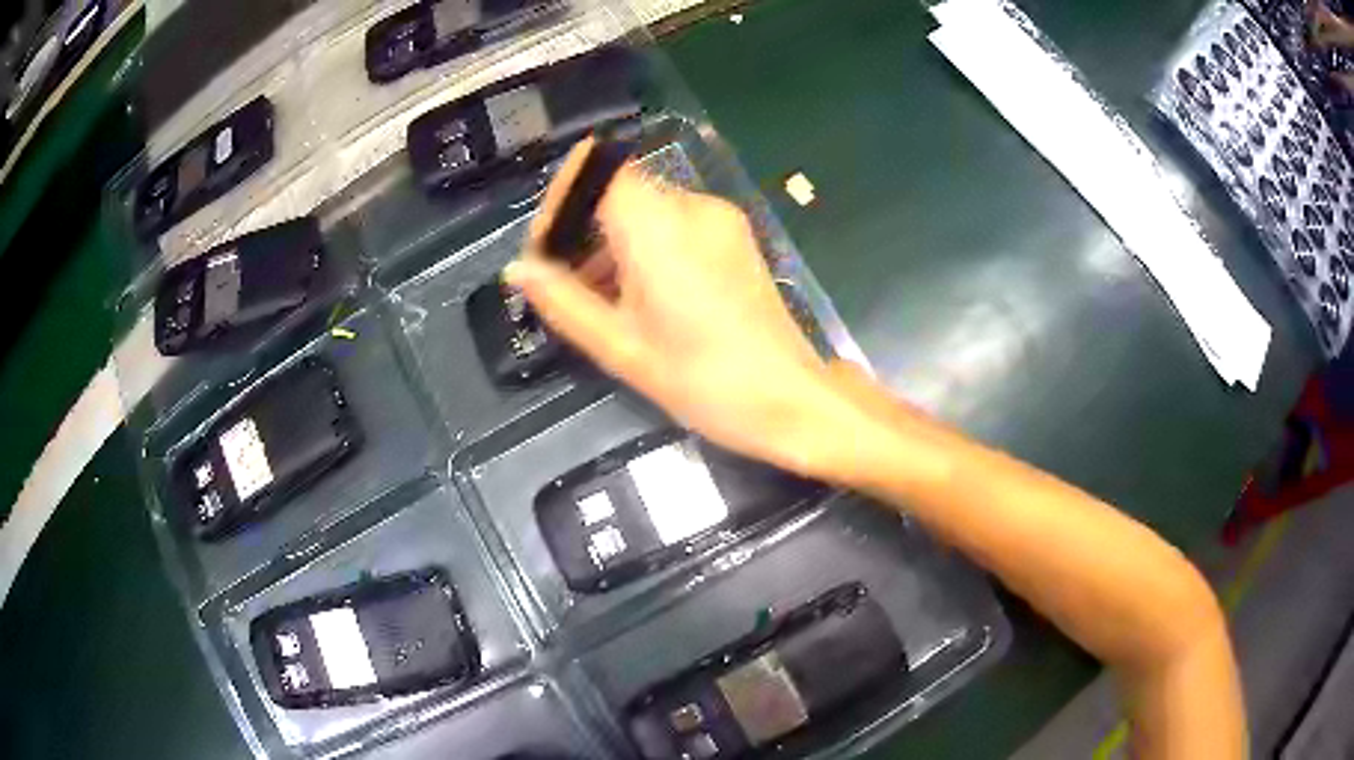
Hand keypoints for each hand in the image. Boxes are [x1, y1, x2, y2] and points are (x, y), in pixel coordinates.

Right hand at [505, 139, 852, 475]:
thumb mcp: (620, 346)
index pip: (594, 167)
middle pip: (618, 188)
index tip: (548, 250)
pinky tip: (645, 297)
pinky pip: (675, 222)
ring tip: (606, 302)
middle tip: (569, 288)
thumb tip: (517, 270)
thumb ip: (562, 300)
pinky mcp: (735, 235)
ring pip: (645, 207)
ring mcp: (719, 217)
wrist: (789, 399)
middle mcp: (691, 205)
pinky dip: (646, 246)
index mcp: (657, 225)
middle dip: (583, 230)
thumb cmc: (702, 380)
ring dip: (613, 242)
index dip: (561, 199)